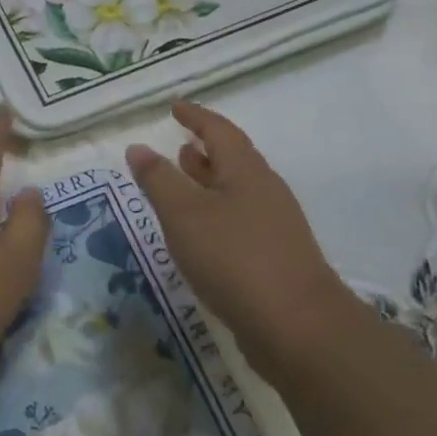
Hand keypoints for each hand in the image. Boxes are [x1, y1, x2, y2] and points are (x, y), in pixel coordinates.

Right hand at [126, 101, 362, 371]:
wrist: (298, 327)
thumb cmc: (235, 259)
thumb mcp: (184, 214)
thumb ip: (158, 180)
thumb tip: (138, 147)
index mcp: (246, 171)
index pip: (219, 130)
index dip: (196, 116)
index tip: (175, 108)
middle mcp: (265, 191)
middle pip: (233, 159)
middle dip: (205, 150)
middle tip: (179, 145)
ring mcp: (275, 226)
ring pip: (237, 192)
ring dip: (209, 183)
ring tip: (184, 185)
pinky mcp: (276, 258)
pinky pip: (240, 221)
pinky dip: (216, 214)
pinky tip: (201, 235)